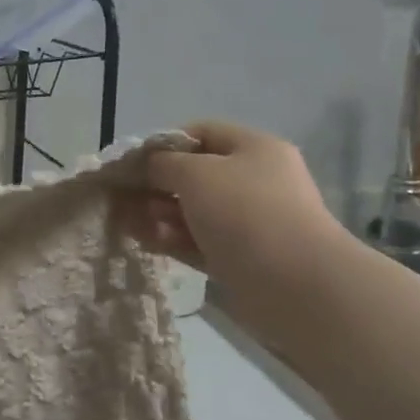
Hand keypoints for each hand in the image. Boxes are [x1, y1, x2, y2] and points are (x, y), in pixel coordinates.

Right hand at [131, 122, 349, 318]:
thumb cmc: (245, 214)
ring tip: (126, 222)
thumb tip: (147, 166)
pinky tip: (145, 241)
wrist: (297, 287)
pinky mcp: (241, 259)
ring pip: (194, 211)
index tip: (132, 162)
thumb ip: (163, 164)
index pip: (201, 133)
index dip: (163, 143)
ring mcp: (249, 222)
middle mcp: (254, 181)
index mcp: (253, 149)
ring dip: (159, 214)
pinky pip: (198, 241)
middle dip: (155, 184)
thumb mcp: (196, 174)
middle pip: (195, 174)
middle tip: (121, 196)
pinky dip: (172, 239)